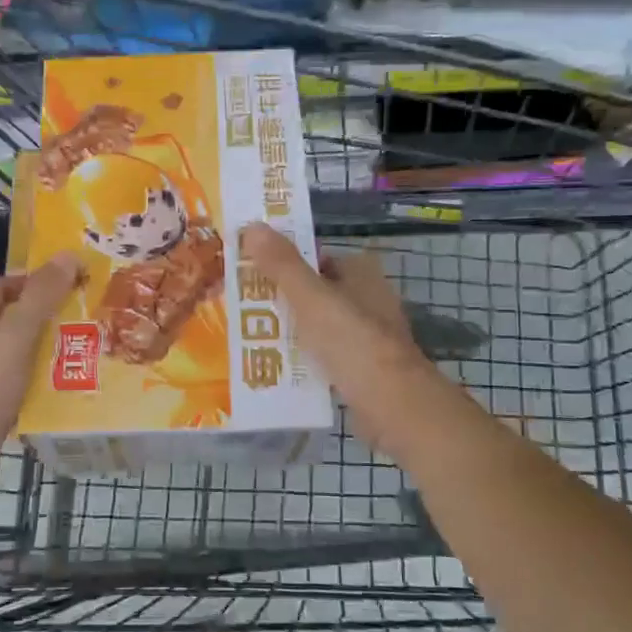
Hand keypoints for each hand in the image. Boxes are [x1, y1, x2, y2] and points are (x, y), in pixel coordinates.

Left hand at [0, 253, 81, 462]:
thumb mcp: (15, 335)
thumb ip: (40, 297)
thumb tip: (68, 256)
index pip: (3, 287)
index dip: (33, 279)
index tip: (69, 281)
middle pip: (17, 319)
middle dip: (50, 314)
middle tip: (89, 314)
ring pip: (25, 352)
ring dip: (53, 348)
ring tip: (90, 348)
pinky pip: (28, 383)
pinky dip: (50, 379)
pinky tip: (73, 385)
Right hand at [240, 223, 436, 451]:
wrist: (393, 405)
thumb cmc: (353, 342)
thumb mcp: (311, 297)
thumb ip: (282, 264)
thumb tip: (251, 225)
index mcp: (361, 273)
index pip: (315, 257)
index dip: (283, 262)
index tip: (247, 269)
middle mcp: (366, 299)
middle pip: (314, 292)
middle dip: (281, 298)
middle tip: (238, 306)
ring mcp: (366, 336)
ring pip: (316, 325)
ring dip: (288, 330)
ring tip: (246, 336)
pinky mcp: (361, 368)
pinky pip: (322, 355)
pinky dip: (301, 358)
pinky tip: (273, 366)